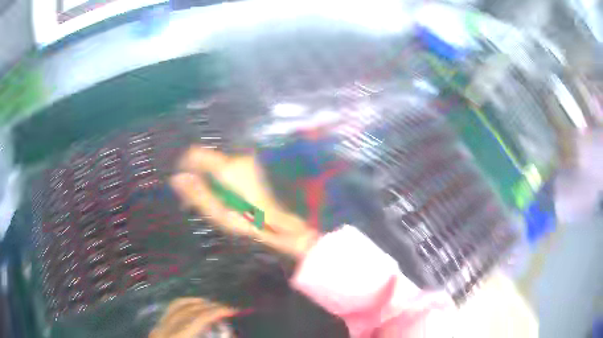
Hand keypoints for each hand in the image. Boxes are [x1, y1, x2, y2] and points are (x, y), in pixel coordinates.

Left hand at [149, 298, 236, 337]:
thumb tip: (230, 333)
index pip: (197, 319)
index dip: (216, 312)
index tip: (233, 310)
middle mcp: (164, 330)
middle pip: (187, 309)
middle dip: (208, 306)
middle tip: (225, 308)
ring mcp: (157, 328)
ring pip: (176, 306)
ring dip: (195, 302)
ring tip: (211, 305)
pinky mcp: (156, 329)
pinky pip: (170, 311)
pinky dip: (184, 306)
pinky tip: (193, 309)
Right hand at [170, 146, 317, 258]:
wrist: (277, 223)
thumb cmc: (247, 221)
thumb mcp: (217, 213)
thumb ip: (196, 193)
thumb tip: (176, 179)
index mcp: (226, 168)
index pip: (196, 153)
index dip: (184, 165)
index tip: (181, 182)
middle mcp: (236, 158)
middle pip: (206, 159)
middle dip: (196, 175)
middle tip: (193, 199)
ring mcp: (245, 162)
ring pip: (216, 164)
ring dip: (208, 178)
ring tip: (208, 200)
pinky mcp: (250, 167)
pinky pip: (226, 168)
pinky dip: (219, 178)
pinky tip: (222, 195)